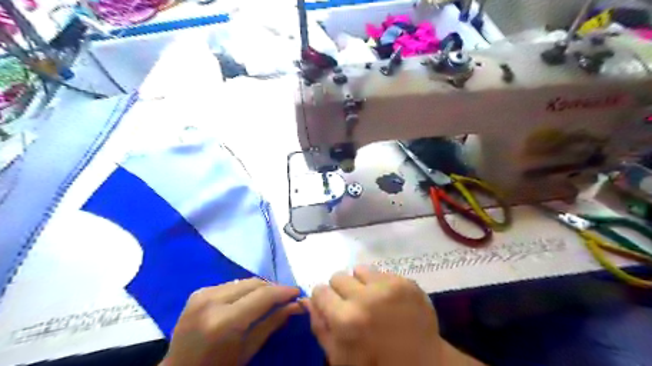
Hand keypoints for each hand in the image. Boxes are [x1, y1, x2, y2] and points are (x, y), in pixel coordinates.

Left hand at [163, 279, 305, 365]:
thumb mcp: (249, 349)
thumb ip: (273, 323)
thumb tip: (296, 305)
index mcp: (225, 322)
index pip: (263, 296)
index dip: (283, 291)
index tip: (297, 291)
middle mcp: (212, 301)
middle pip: (254, 283)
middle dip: (273, 288)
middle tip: (285, 296)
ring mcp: (202, 294)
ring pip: (243, 281)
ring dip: (259, 287)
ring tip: (269, 298)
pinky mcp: (198, 292)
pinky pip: (230, 284)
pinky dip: (243, 290)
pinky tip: (248, 299)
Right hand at [304, 266, 480, 365]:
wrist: (423, 364)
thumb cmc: (375, 365)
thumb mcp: (340, 357)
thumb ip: (320, 326)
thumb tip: (306, 300)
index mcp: (346, 319)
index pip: (320, 290)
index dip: (324, 300)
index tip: (332, 307)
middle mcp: (366, 297)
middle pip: (338, 276)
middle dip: (341, 291)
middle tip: (352, 305)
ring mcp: (389, 286)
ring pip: (359, 269)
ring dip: (360, 284)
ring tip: (371, 300)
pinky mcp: (406, 281)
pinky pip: (381, 272)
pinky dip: (380, 284)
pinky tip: (388, 301)